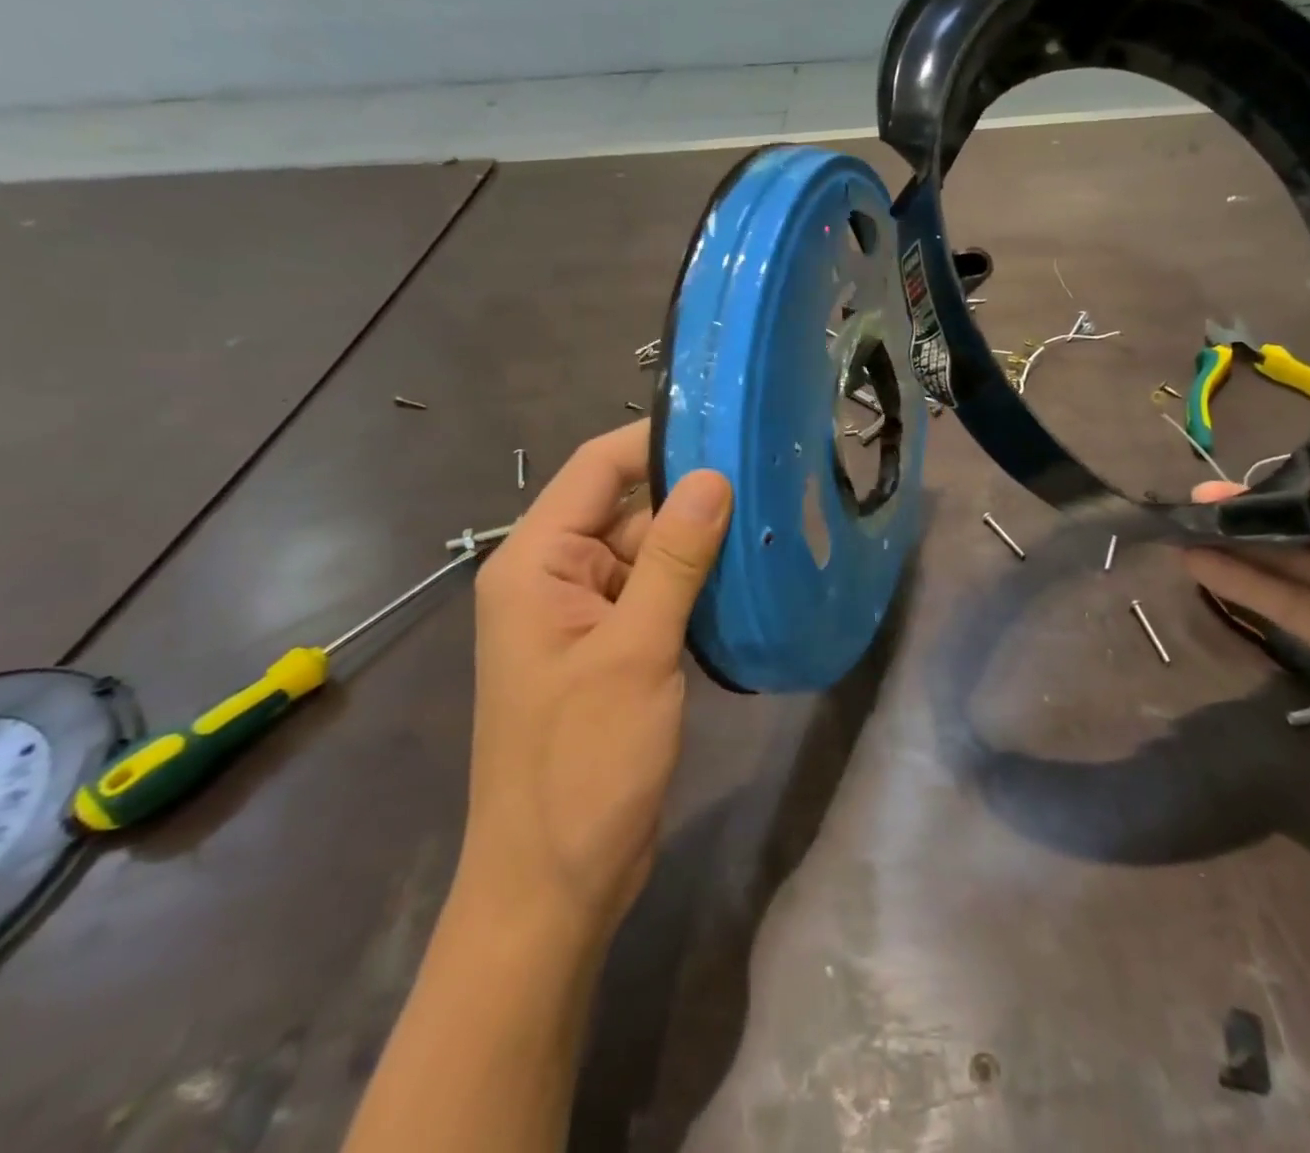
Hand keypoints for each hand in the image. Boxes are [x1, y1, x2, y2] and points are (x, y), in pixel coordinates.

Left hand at [458, 420, 730, 940]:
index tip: (727, 424)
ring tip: (773, 513)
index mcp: (536, 562)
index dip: (657, 440)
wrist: (556, 885)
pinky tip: (750, 574)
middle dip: (693, 494)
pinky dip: (697, 583)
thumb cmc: (583, 764)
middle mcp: (555, 577)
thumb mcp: (634, 652)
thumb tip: (713, 477)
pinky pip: (658, 594)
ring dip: (701, 541)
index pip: (597, 469)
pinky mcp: (615, 649)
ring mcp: (586, 616)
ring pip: (649, 553)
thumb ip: (673, 559)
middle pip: (627, 509)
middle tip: (770, 472)